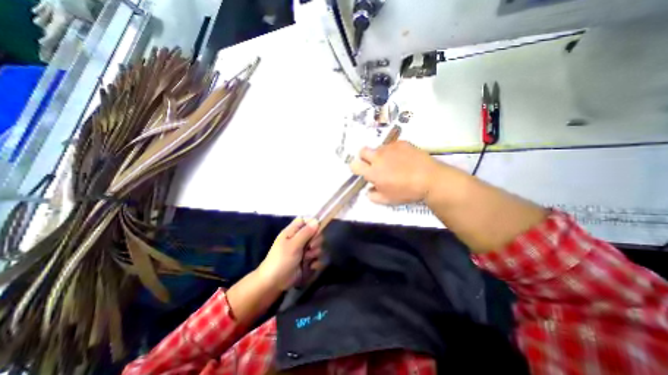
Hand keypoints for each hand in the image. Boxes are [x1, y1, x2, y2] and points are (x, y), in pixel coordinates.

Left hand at [257, 218, 321, 291]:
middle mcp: (300, 238)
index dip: (313, 224)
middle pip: (316, 233)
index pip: (306, 220)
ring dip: (315, 253)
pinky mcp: (308, 260)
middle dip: (316, 241)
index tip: (315, 231)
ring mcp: (304, 250)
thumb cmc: (281, 260)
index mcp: (293, 231)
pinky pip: (318, 257)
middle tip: (309, 248)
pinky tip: (311, 266)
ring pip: (318, 245)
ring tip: (306, 259)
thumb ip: (306, 232)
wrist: (274, 283)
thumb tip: (317, 221)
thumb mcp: (293, 245)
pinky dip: (316, 262)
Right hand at [350, 140, 442, 204]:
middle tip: (374, 164)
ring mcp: (389, 148)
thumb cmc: (407, 191)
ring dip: (380, 155)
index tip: (362, 171)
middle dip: (364, 157)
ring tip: (393, 163)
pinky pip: (391, 145)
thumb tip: (368, 190)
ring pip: (378, 148)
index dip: (356, 167)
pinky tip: (403, 158)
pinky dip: (393, 151)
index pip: (354, 165)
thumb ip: (373, 196)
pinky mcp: (401, 143)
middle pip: (362, 151)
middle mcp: (378, 157)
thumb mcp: (387, 200)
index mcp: (373, 172)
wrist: (429, 179)